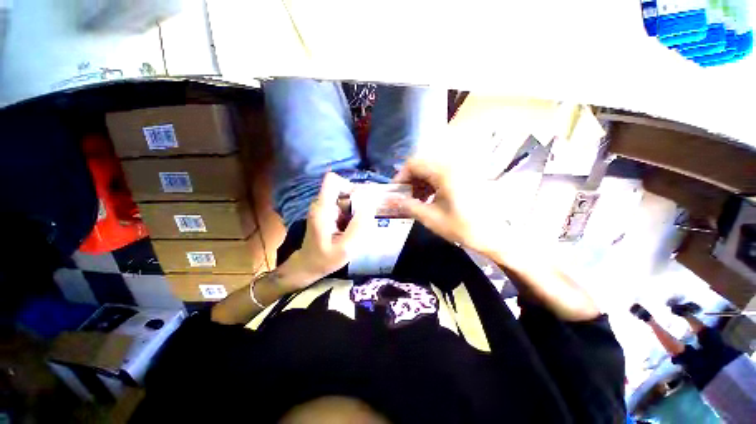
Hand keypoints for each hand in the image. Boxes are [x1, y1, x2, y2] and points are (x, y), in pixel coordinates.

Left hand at [291, 172, 374, 284]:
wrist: (308, 265)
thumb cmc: (325, 259)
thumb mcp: (345, 248)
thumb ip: (358, 226)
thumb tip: (370, 204)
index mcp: (323, 209)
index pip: (332, 180)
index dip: (349, 185)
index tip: (360, 201)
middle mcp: (321, 204)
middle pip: (342, 188)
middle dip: (357, 200)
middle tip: (363, 218)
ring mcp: (324, 208)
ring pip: (344, 197)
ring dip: (355, 208)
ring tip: (357, 226)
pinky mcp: (327, 212)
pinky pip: (343, 205)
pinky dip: (351, 213)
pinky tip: (351, 228)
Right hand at [391, 158, 513, 260]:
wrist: (495, 235)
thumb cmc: (463, 227)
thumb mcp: (431, 218)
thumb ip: (408, 206)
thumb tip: (390, 200)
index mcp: (444, 172)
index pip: (413, 164)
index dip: (400, 176)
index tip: (395, 191)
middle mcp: (452, 164)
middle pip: (422, 164)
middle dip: (409, 180)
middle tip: (404, 197)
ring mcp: (460, 169)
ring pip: (431, 169)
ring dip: (419, 182)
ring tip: (415, 200)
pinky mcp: (464, 175)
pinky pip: (441, 174)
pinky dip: (431, 183)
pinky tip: (429, 198)